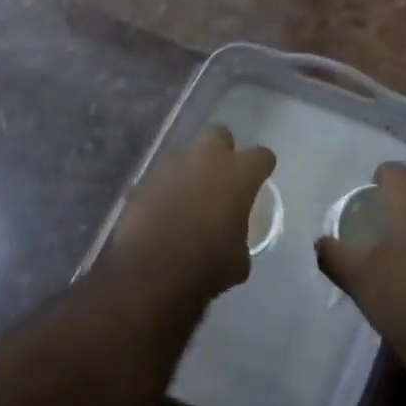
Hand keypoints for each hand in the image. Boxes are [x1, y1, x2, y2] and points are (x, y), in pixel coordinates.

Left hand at [107, 126, 274, 303]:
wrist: (149, 271)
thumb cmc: (206, 265)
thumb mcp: (238, 261)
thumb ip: (239, 237)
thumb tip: (232, 240)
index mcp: (238, 174)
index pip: (261, 155)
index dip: (262, 167)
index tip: (260, 179)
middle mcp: (205, 159)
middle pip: (218, 134)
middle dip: (222, 150)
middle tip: (222, 176)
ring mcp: (171, 165)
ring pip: (185, 154)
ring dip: (190, 170)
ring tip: (189, 198)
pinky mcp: (143, 180)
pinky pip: (160, 178)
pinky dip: (165, 190)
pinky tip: (163, 212)